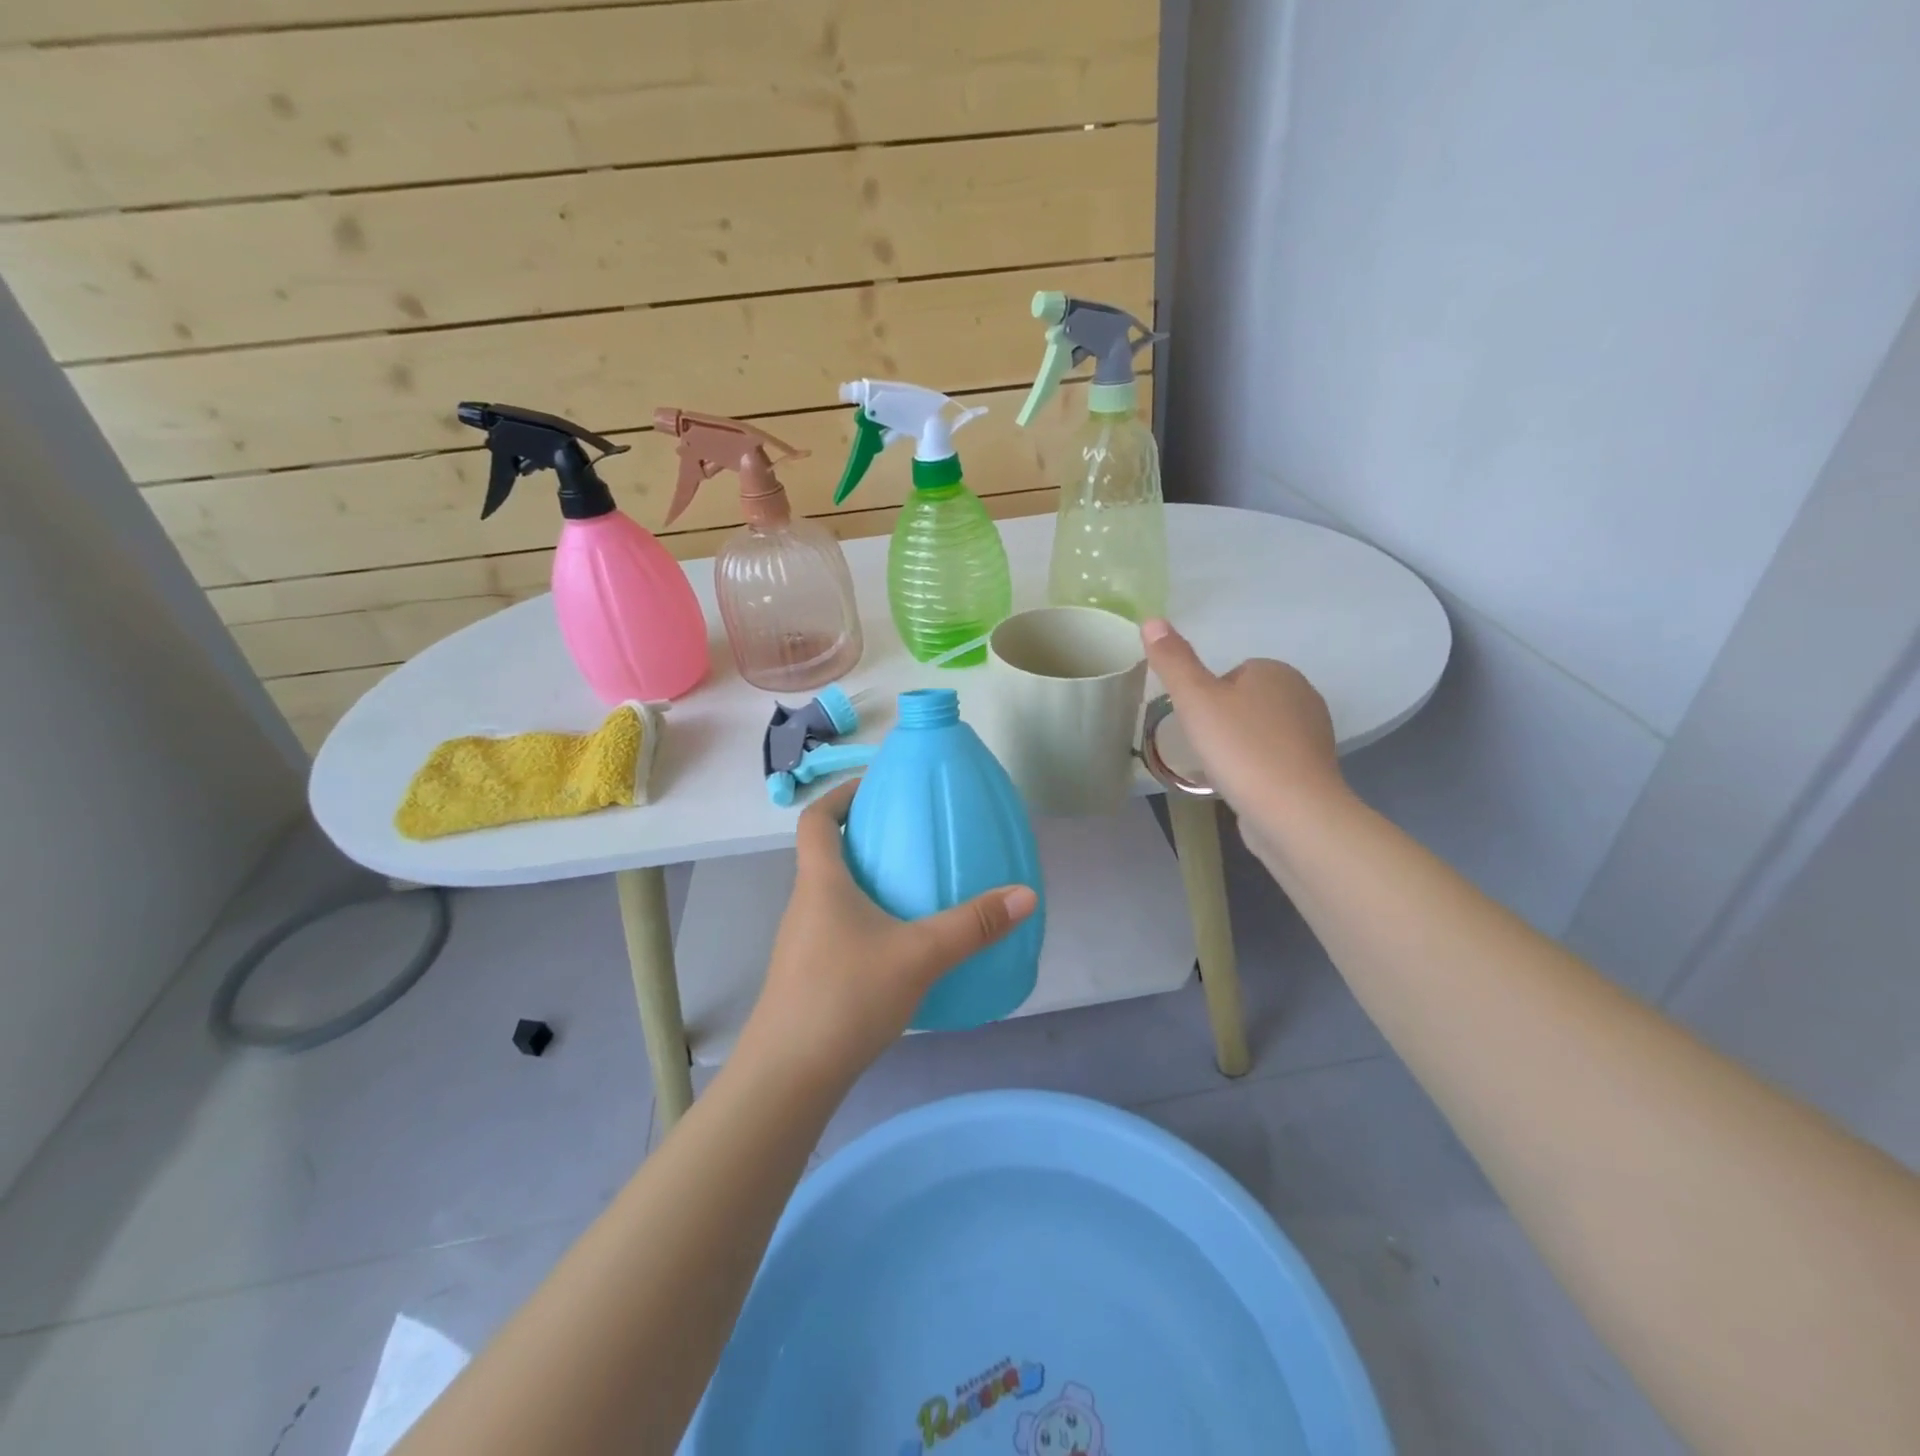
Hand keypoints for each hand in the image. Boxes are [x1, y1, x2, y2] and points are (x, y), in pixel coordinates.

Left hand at [736, 778, 1038, 1090]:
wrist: (788, 1076)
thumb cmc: (846, 996)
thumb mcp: (919, 955)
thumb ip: (973, 925)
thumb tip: (1026, 894)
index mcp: (821, 882)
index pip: (815, 819)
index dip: (840, 795)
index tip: (874, 787)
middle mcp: (804, 904)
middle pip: (824, 854)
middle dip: (863, 837)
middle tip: (909, 836)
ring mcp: (801, 943)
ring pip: (831, 894)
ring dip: (864, 881)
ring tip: (910, 889)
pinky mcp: (807, 975)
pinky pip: (836, 928)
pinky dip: (864, 920)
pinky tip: (897, 947)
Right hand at [1141, 618, 1347, 857]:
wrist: (1293, 811)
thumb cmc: (1240, 748)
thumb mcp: (1195, 700)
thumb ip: (1174, 660)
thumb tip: (1152, 619)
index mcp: (1275, 671)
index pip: (1229, 675)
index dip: (1206, 700)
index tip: (1197, 724)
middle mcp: (1301, 694)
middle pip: (1243, 702)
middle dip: (1222, 723)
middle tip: (1206, 749)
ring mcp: (1312, 733)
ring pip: (1258, 731)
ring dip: (1238, 747)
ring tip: (1223, 771)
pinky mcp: (1314, 768)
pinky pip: (1273, 758)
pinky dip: (1256, 768)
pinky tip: (1243, 787)